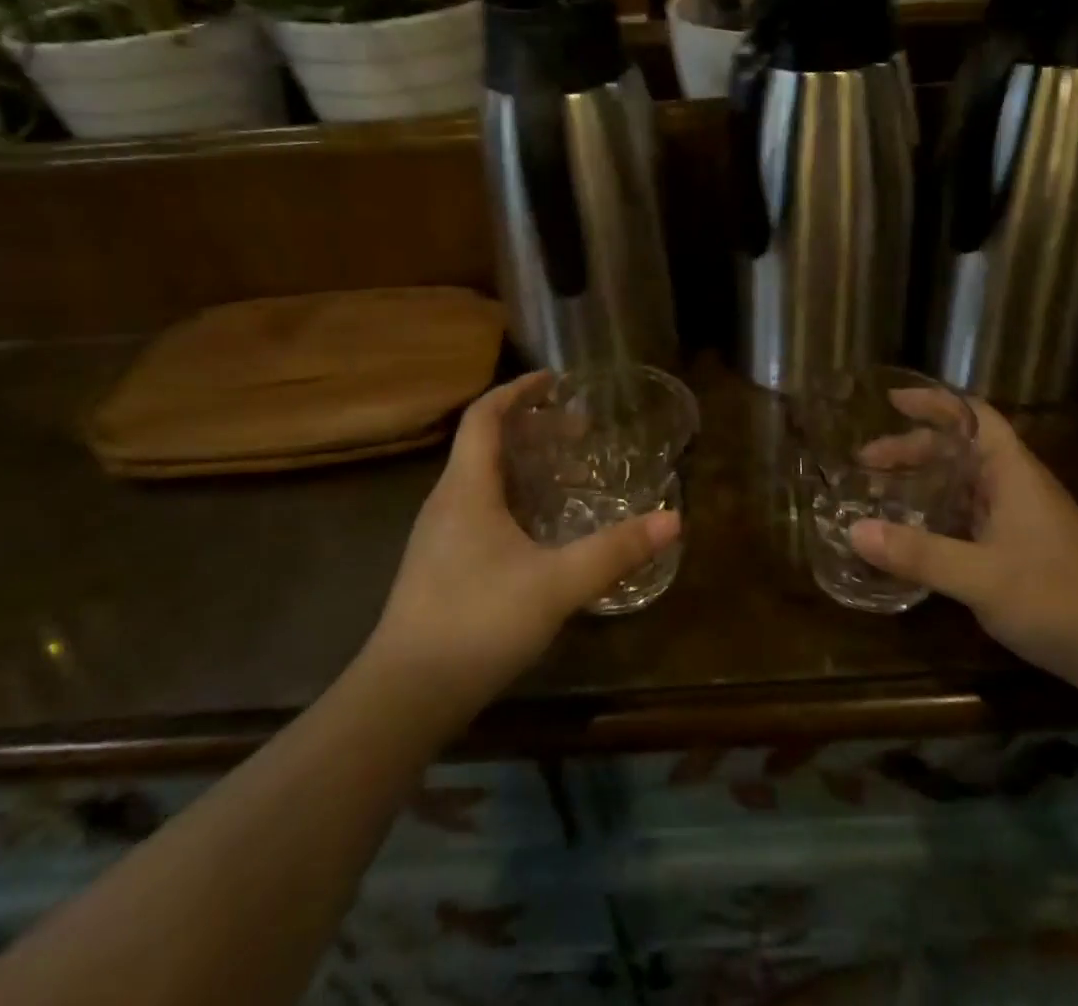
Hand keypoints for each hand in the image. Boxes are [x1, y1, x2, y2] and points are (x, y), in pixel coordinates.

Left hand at [362, 373, 679, 717]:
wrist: (405, 696)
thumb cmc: (478, 621)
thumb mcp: (557, 583)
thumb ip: (615, 550)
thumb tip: (672, 520)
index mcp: (466, 488)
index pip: (485, 416)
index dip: (516, 390)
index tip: (553, 380)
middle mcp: (447, 502)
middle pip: (486, 444)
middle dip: (532, 429)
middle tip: (578, 433)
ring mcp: (438, 537)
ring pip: (482, 479)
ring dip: (524, 466)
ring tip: (568, 475)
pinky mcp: (439, 567)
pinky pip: (480, 510)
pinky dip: (514, 499)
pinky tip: (541, 531)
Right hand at [848, 396, 1077, 683]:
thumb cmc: (1054, 598)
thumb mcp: (978, 576)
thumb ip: (917, 553)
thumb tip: (853, 531)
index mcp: (1012, 472)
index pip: (972, 415)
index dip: (933, 402)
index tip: (890, 401)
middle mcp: (1015, 484)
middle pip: (959, 449)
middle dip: (912, 449)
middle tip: (865, 463)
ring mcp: (1020, 516)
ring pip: (963, 482)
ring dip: (923, 481)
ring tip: (879, 493)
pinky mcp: (1019, 545)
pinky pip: (969, 512)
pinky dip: (937, 511)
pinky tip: (913, 532)